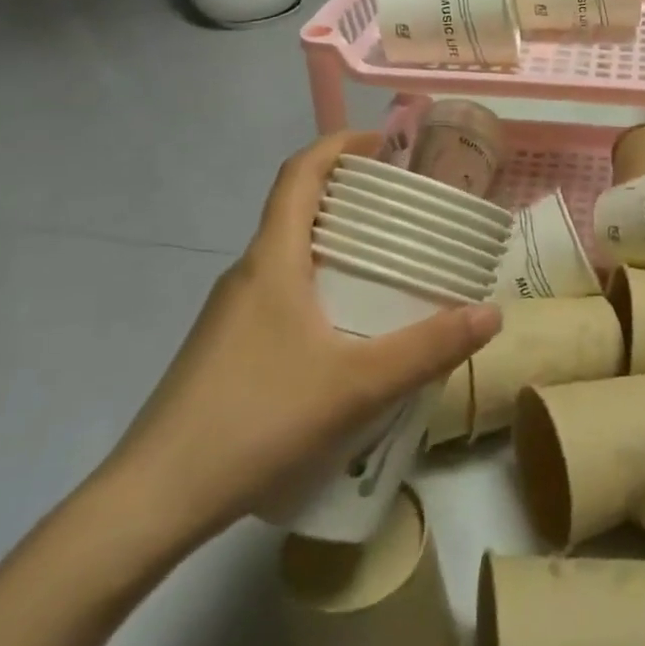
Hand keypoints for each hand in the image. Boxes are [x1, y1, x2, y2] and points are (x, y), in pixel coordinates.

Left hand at [101, 132, 501, 554]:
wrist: (153, 501)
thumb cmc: (255, 420)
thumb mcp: (355, 385)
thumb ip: (428, 348)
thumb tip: (492, 313)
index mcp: (271, 259)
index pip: (300, 173)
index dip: (341, 144)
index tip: (386, 145)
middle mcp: (248, 273)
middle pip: (298, 208)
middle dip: (352, 196)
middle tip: (407, 210)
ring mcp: (232, 312)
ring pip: (290, 254)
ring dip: (337, 244)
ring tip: (389, 265)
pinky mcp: (227, 346)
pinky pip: (282, 292)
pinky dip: (320, 285)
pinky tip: (349, 330)